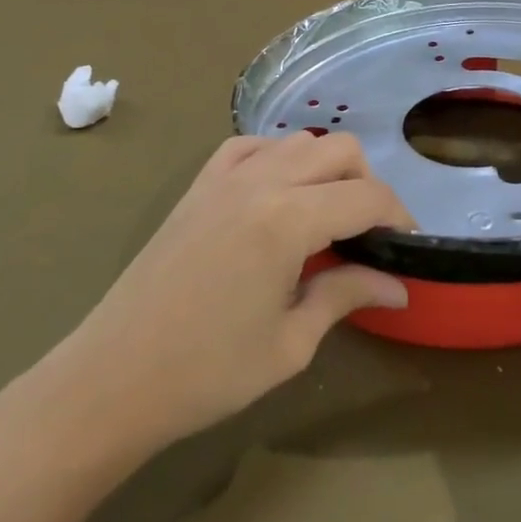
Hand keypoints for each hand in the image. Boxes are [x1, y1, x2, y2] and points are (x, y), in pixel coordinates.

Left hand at [44, 133, 413, 455]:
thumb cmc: (208, 372)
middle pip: (340, 151)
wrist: (112, 378)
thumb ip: (347, 296)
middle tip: (370, 233)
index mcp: (288, 220)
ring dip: (326, 168)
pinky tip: (278, 194)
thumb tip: (398, 286)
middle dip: (368, 184)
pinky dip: (277, 159)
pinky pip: (250, 147)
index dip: (399, 216)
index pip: (367, 197)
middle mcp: (261, 182)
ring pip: (298, 142)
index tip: (408, 245)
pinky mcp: (198, 186)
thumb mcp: (291, 342)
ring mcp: (224, 178)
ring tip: (327, 216)